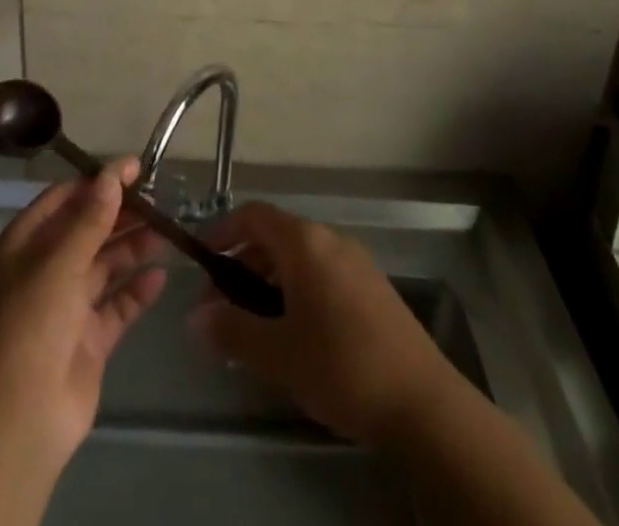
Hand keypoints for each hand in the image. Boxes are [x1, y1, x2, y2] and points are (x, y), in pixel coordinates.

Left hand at [0, 159, 167, 468]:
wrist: (19, 421)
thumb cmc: (31, 326)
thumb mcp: (59, 263)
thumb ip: (90, 218)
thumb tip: (113, 174)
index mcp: (24, 246)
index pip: (63, 200)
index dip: (97, 182)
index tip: (135, 168)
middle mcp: (44, 270)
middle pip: (87, 230)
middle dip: (121, 214)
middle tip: (161, 198)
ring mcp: (66, 307)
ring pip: (105, 265)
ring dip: (133, 247)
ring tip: (169, 231)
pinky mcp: (88, 340)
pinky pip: (116, 305)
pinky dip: (137, 290)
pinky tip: (161, 276)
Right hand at [188, 202, 452, 447]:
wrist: (423, 403)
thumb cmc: (342, 366)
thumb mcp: (278, 353)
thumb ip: (232, 330)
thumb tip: (195, 318)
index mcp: (304, 241)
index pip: (253, 215)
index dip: (223, 231)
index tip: (202, 262)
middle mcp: (330, 239)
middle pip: (275, 236)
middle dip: (243, 264)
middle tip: (222, 307)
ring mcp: (356, 261)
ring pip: (300, 257)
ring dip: (269, 280)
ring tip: (254, 326)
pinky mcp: (373, 287)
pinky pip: (322, 273)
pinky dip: (297, 289)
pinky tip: (295, 333)